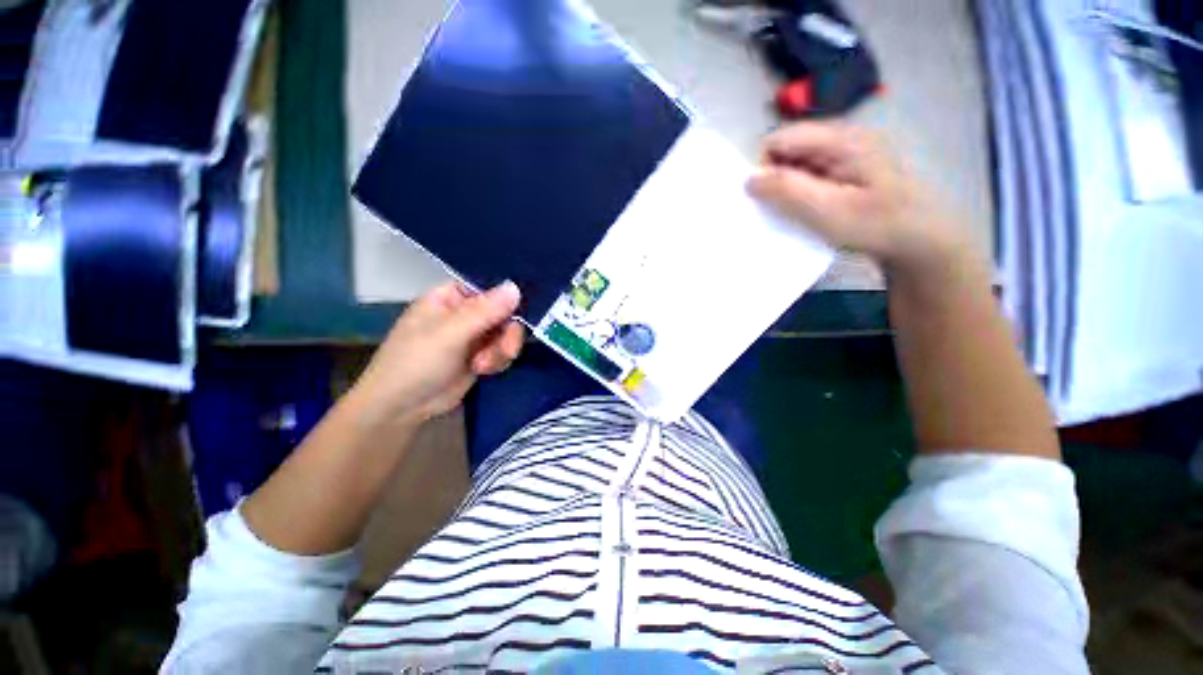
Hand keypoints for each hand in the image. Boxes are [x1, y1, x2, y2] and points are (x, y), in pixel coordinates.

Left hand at [347, 281, 524, 432]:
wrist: (402, 408)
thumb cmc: (416, 362)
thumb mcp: (450, 333)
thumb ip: (485, 311)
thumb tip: (515, 287)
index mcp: (451, 297)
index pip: (489, 288)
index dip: (507, 300)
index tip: (517, 315)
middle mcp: (465, 312)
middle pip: (504, 313)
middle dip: (506, 334)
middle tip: (507, 351)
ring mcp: (473, 335)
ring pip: (507, 334)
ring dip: (501, 351)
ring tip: (483, 366)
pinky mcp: (480, 355)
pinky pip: (502, 351)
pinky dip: (498, 361)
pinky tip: (483, 371)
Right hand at [747, 122, 966, 273]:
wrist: (921, 238)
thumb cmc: (876, 224)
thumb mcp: (827, 210)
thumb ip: (787, 190)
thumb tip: (748, 179)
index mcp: (841, 138)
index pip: (780, 139)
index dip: (764, 167)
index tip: (767, 200)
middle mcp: (842, 135)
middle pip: (788, 148)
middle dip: (776, 178)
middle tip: (783, 209)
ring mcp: (846, 150)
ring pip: (797, 162)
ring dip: (788, 186)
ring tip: (797, 212)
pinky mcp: (847, 166)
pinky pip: (810, 171)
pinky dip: (800, 190)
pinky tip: (809, 209)